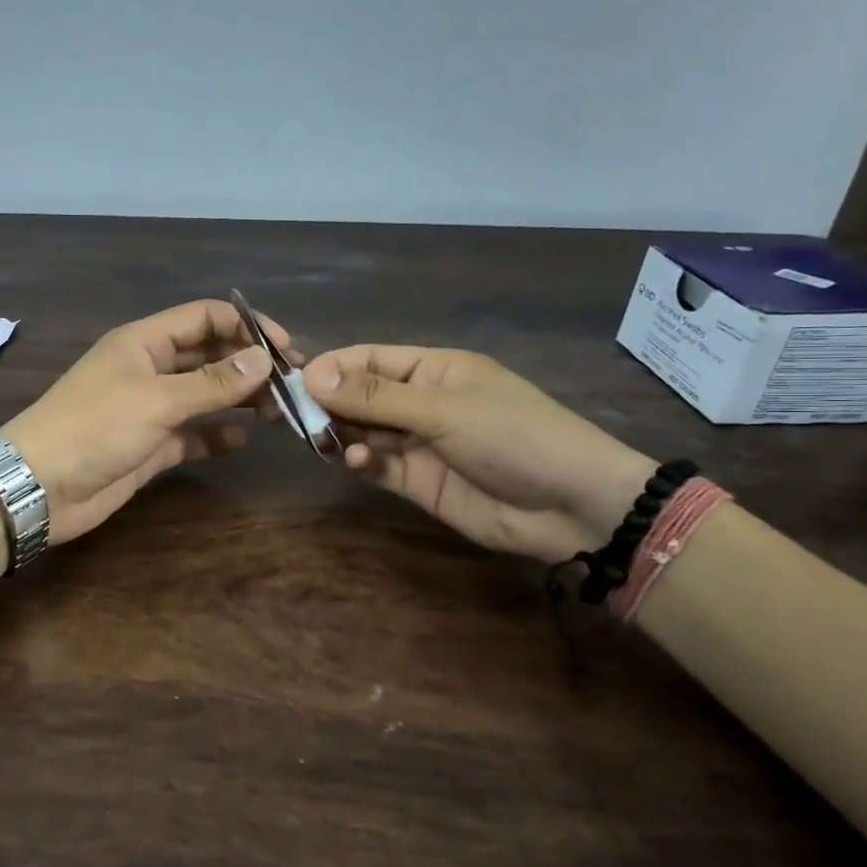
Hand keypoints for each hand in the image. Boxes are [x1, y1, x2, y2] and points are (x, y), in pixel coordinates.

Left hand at [2, 300, 294, 543]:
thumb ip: (213, 381)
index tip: (287, 349)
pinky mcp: (149, 446)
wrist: (40, 486)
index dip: (246, 327)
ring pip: (204, 396)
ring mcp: (149, 409)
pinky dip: (215, 435)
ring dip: (239, 399)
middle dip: (248, 365)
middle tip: (292, 385)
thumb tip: (264, 358)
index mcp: (145, 342)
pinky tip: (242, 440)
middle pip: (209, 356)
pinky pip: (191, 434)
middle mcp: (149, 369)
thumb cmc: (95, 428)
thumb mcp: (157, 399)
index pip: (205, 318)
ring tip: (280, 411)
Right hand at [301, 345, 654, 563]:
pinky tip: (357, 463)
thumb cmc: (512, 436)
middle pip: (361, 397)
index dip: (333, 367)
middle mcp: (421, 403)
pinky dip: (362, 463)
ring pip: (364, 433)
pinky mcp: (419, 482)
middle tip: (297, 417)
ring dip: (342, 435)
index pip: (370, 360)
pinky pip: (378, 467)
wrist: (572, 506)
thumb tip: (313, 374)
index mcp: (433, 370)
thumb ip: (375, 397)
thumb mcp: (442, 409)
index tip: (295, 381)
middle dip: (330, 404)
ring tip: (323, 441)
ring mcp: (419, 444)